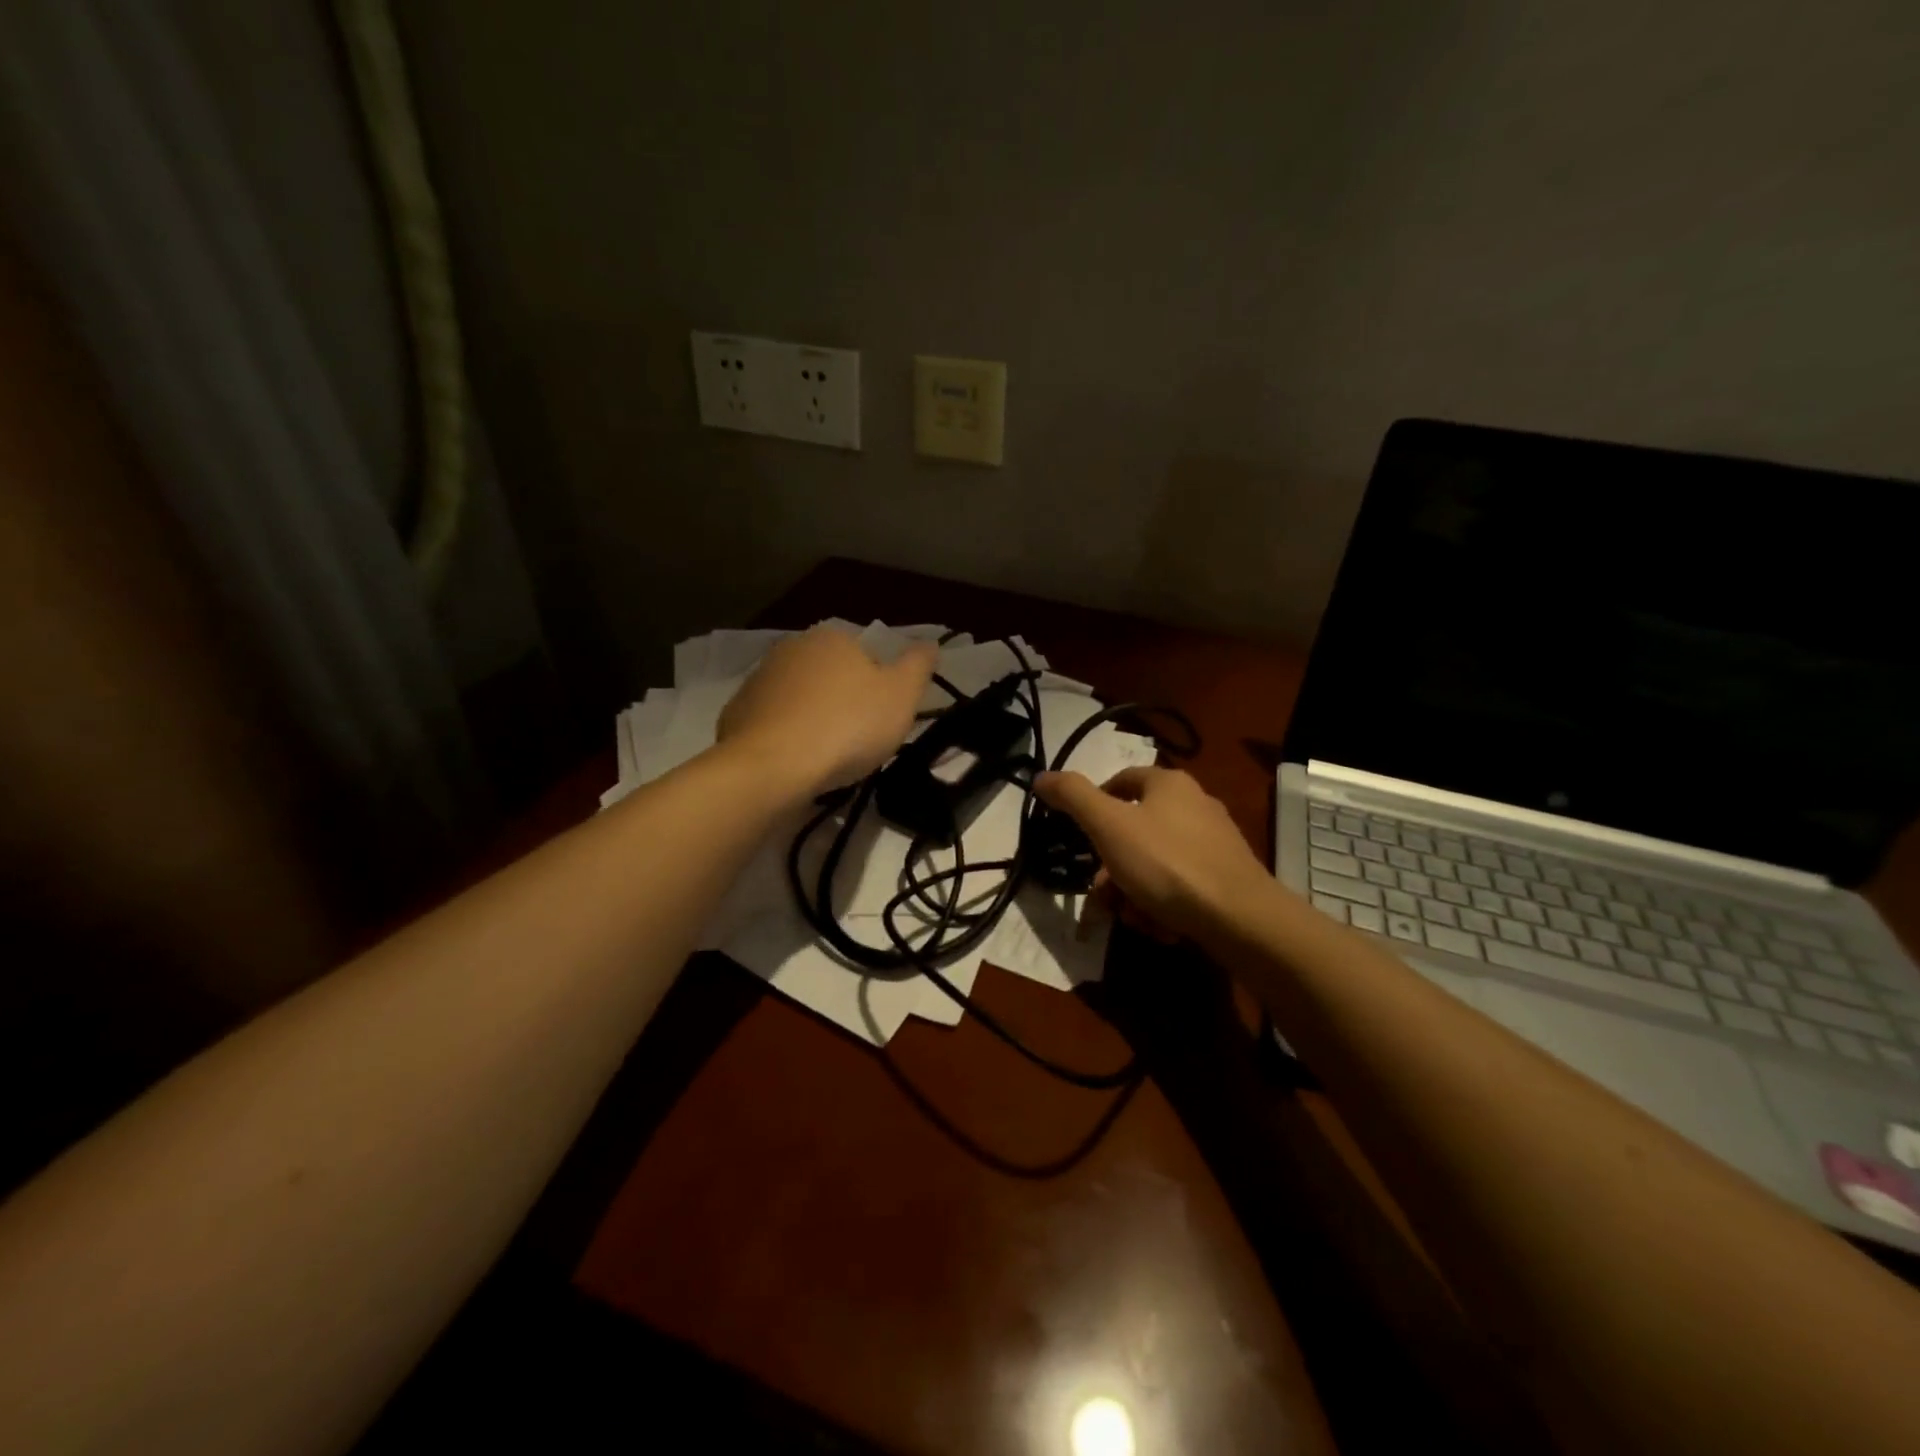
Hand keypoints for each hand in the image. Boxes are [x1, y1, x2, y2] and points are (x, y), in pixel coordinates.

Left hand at [717, 627, 936, 795]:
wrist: (772, 767)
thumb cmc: (847, 726)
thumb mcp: (901, 696)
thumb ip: (918, 666)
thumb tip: (929, 643)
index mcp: (832, 638)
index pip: (865, 655)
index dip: (878, 687)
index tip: (883, 719)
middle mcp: (791, 649)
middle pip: (830, 676)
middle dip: (844, 701)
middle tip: (859, 740)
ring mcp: (758, 681)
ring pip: (800, 699)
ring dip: (813, 719)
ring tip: (827, 757)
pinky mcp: (736, 715)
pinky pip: (773, 724)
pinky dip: (786, 738)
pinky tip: (796, 763)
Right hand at [1035, 766, 1270, 942]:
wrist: (1241, 919)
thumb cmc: (1167, 864)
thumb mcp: (1109, 825)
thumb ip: (1073, 797)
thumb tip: (1042, 776)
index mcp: (1169, 784)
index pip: (1120, 781)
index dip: (1094, 806)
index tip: (1080, 839)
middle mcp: (1195, 805)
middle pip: (1135, 832)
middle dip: (1113, 869)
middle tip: (1104, 896)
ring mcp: (1214, 843)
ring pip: (1155, 865)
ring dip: (1135, 893)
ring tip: (1135, 918)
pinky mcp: (1226, 878)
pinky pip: (1180, 886)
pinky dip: (1164, 906)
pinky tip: (1163, 928)